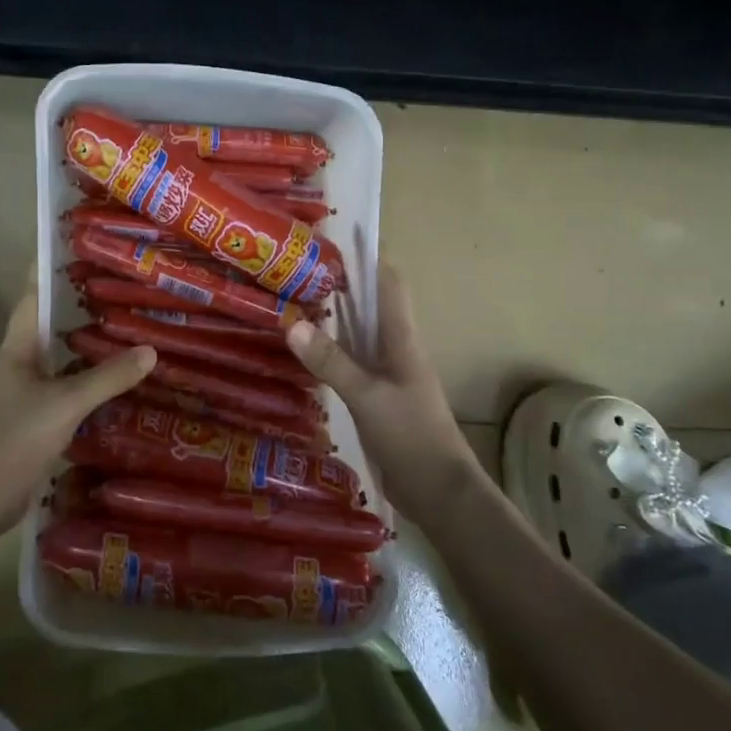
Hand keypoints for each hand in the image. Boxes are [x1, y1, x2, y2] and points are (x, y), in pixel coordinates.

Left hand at [0, 274, 154, 536]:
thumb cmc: (13, 440)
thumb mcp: (65, 404)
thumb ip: (107, 377)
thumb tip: (150, 350)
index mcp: (17, 348)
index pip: (33, 296)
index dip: (49, 269)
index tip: (75, 246)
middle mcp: (19, 364)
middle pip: (50, 325)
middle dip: (79, 307)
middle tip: (119, 288)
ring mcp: (24, 393)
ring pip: (59, 359)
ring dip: (86, 346)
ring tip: (126, 329)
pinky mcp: (33, 420)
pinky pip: (64, 389)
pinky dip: (87, 382)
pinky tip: (114, 384)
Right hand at [286, 261, 479, 514]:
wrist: (439, 491)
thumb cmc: (411, 435)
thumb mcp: (367, 396)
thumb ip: (331, 361)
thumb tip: (292, 323)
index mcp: (402, 341)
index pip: (390, 286)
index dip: (369, 259)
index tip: (339, 239)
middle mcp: (396, 351)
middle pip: (370, 307)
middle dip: (341, 286)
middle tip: (300, 270)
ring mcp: (387, 377)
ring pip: (358, 337)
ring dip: (333, 320)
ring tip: (294, 303)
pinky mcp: (378, 400)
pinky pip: (351, 365)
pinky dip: (330, 353)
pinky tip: (306, 355)